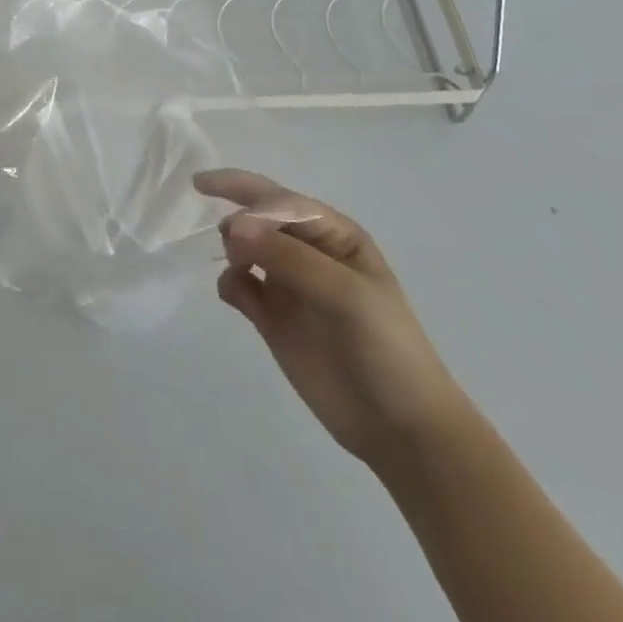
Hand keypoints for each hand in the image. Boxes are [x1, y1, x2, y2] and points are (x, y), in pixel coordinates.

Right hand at [199, 168, 474, 471]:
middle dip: (237, 215)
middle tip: (227, 238)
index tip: (225, 216)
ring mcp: (287, 284)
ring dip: (233, 248)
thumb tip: (232, 227)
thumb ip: (289, 257)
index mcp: (335, 236)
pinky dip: (228, 283)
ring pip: (244, 246)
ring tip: (241, 270)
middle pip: (259, 215)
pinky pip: (237, 285)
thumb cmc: (385, 347)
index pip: (282, 200)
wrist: (398, 426)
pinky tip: (235, 296)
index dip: (247, 195)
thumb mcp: (346, 294)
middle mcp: (308, 252)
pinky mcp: (270, 317)